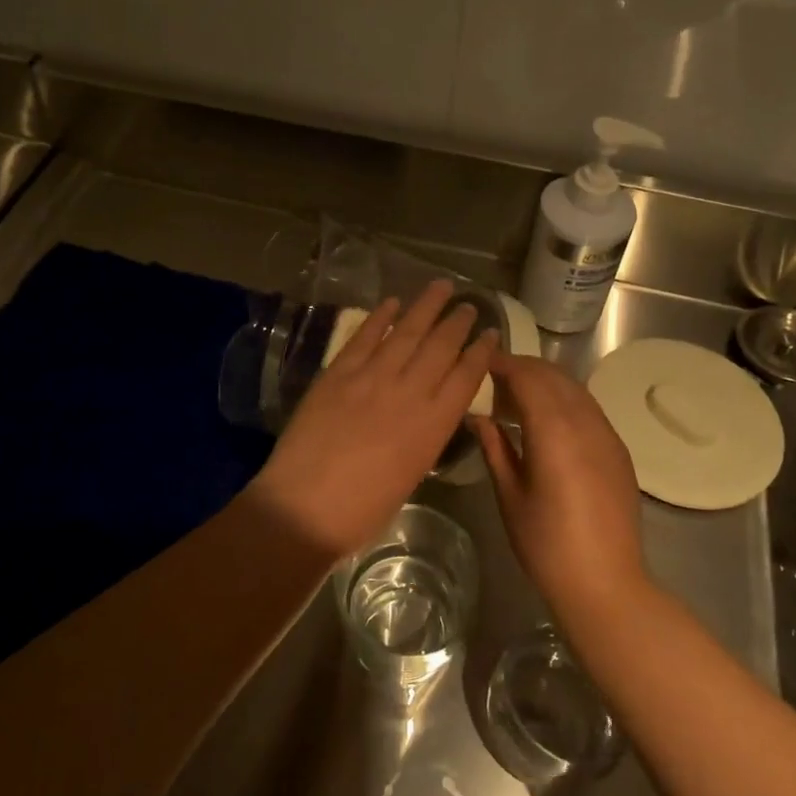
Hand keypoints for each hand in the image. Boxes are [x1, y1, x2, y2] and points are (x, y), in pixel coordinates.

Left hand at [251, 279, 497, 557]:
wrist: (305, 507)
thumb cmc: (363, 509)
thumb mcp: (412, 474)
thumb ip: (425, 436)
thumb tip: (428, 411)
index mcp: (433, 425)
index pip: (466, 377)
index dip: (481, 352)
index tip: (490, 334)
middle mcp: (410, 392)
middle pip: (441, 347)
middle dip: (458, 322)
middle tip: (469, 305)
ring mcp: (372, 377)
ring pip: (407, 332)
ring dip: (426, 306)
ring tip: (442, 286)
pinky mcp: (338, 372)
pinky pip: (364, 337)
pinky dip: (380, 317)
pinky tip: (393, 302)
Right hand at [471, 353, 646, 622]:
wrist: (606, 583)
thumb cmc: (546, 544)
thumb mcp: (511, 495)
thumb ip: (495, 447)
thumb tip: (478, 416)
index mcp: (554, 431)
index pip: (528, 377)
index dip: (504, 364)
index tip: (481, 362)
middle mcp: (585, 423)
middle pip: (554, 376)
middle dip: (524, 369)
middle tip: (494, 379)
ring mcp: (607, 435)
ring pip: (575, 389)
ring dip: (546, 382)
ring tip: (517, 398)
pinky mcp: (619, 450)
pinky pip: (589, 409)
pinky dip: (565, 401)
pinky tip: (548, 421)